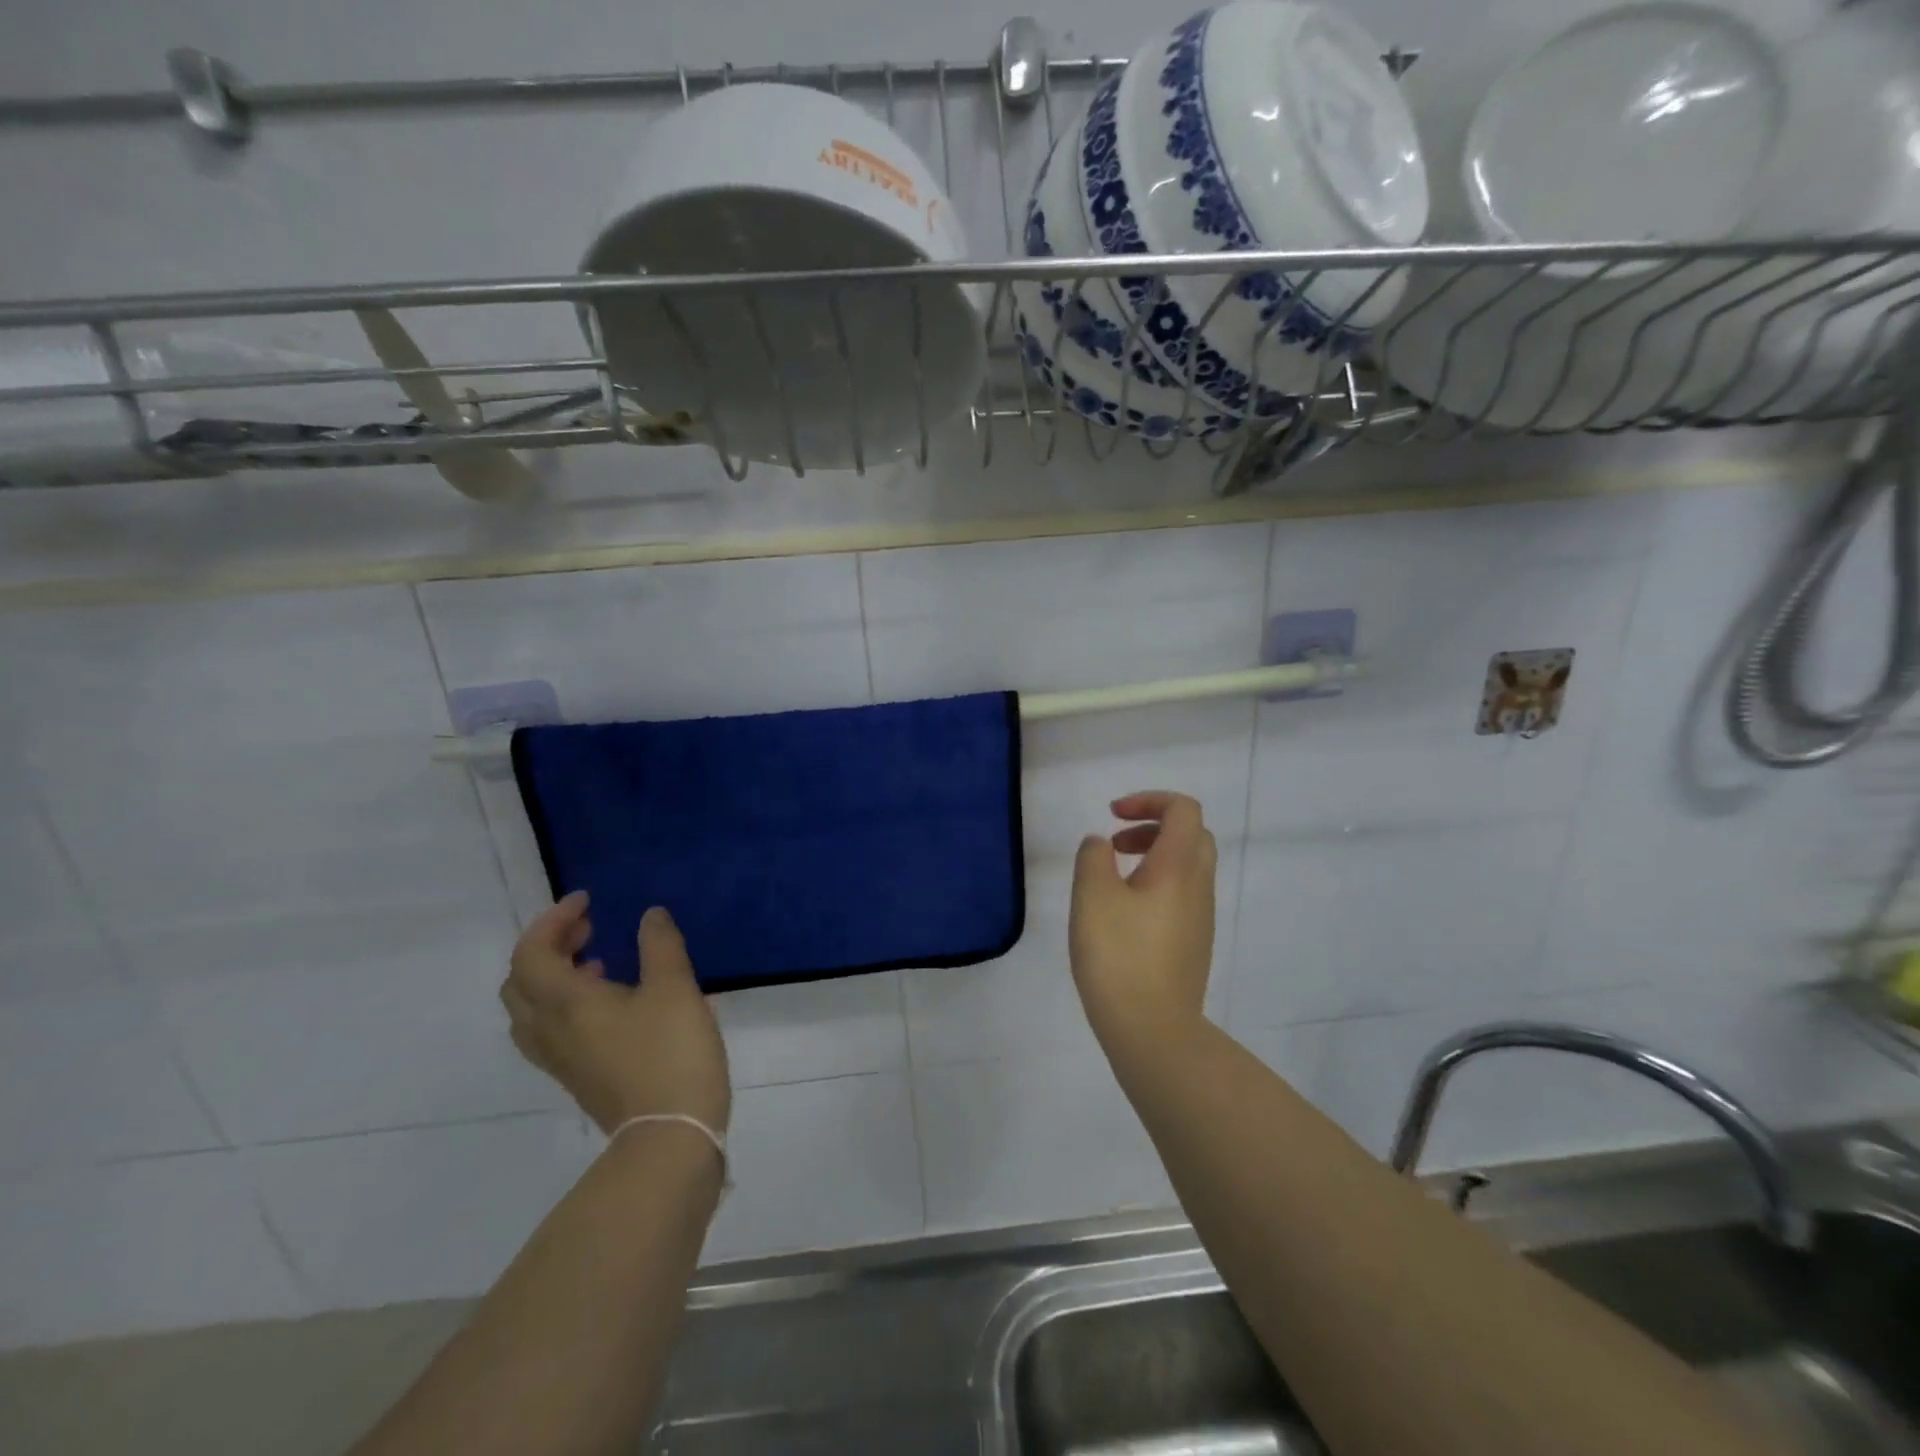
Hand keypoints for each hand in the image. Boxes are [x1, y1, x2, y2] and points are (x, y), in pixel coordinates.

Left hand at [501, 894, 730, 1135]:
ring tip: (596, 962)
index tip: (588, 903)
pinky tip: (611, 1003)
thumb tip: (649, 915)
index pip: (531, 953)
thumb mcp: (676, 987)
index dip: (553, 921)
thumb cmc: (670, 1052)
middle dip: (548, 947)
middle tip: (588, 930)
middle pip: (520, 982)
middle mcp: (550, 1031)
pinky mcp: (576, 1077)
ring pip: (530, 1011)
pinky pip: (550, 1031)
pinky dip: (565, 1004)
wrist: (669, 1133)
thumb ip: (660, 944)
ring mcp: (560, 1059)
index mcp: (565, 1003)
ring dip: (553, 977)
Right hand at [1069, 791, 1217, 1059]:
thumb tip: (1101, 844)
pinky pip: (1182, 895)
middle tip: (1114, 844)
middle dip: (1152, 826)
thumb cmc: (1119, 956)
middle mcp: (1199, 886)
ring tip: (1112, 878)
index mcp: (1179, 867)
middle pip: (1192, 834)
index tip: (1112, 816)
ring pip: (1188, 866)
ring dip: (1153, 856)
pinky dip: (1156, 884)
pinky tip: (1124, 913)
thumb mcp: (1092, 896)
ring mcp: (1201, 917)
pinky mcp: (1194, 942)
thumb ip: (1093, 857)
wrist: (1153, 1030)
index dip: (1149, 799)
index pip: (1184, 809)